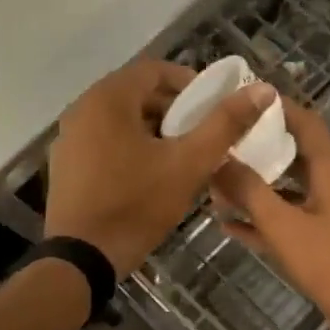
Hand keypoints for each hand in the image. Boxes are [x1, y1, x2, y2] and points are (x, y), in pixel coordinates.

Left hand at [46, 59, 274, 278]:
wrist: (83, 259)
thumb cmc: (137, 204)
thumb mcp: (189, 163)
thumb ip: (226, 123)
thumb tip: (263, 90)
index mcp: (108, 98)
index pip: (155, 69)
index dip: (190, 83)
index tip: (215, 106)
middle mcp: (82, 109)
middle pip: (138, 94)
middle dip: (175, 109)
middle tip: (204, 134)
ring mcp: (70, 138)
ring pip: (122, 120)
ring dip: (156, 130)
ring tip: (183, 156)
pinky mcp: (67, 165)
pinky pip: (106, 141)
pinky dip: (133, 147)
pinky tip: (153, 175)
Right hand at [210, 101, 329, 329]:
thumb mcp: (284, 226)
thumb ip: (250, 191)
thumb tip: (219, 158)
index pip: (306, 123)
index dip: (279, 107)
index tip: (245, 97)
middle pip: (293, 156)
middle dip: (258, 149)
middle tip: (220, 141)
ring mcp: (329, 216)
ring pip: (287, 191)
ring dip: (255, 188)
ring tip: (214, 185)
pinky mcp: (324, 243)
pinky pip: (288, 222)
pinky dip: (263, 220)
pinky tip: (228, 225)